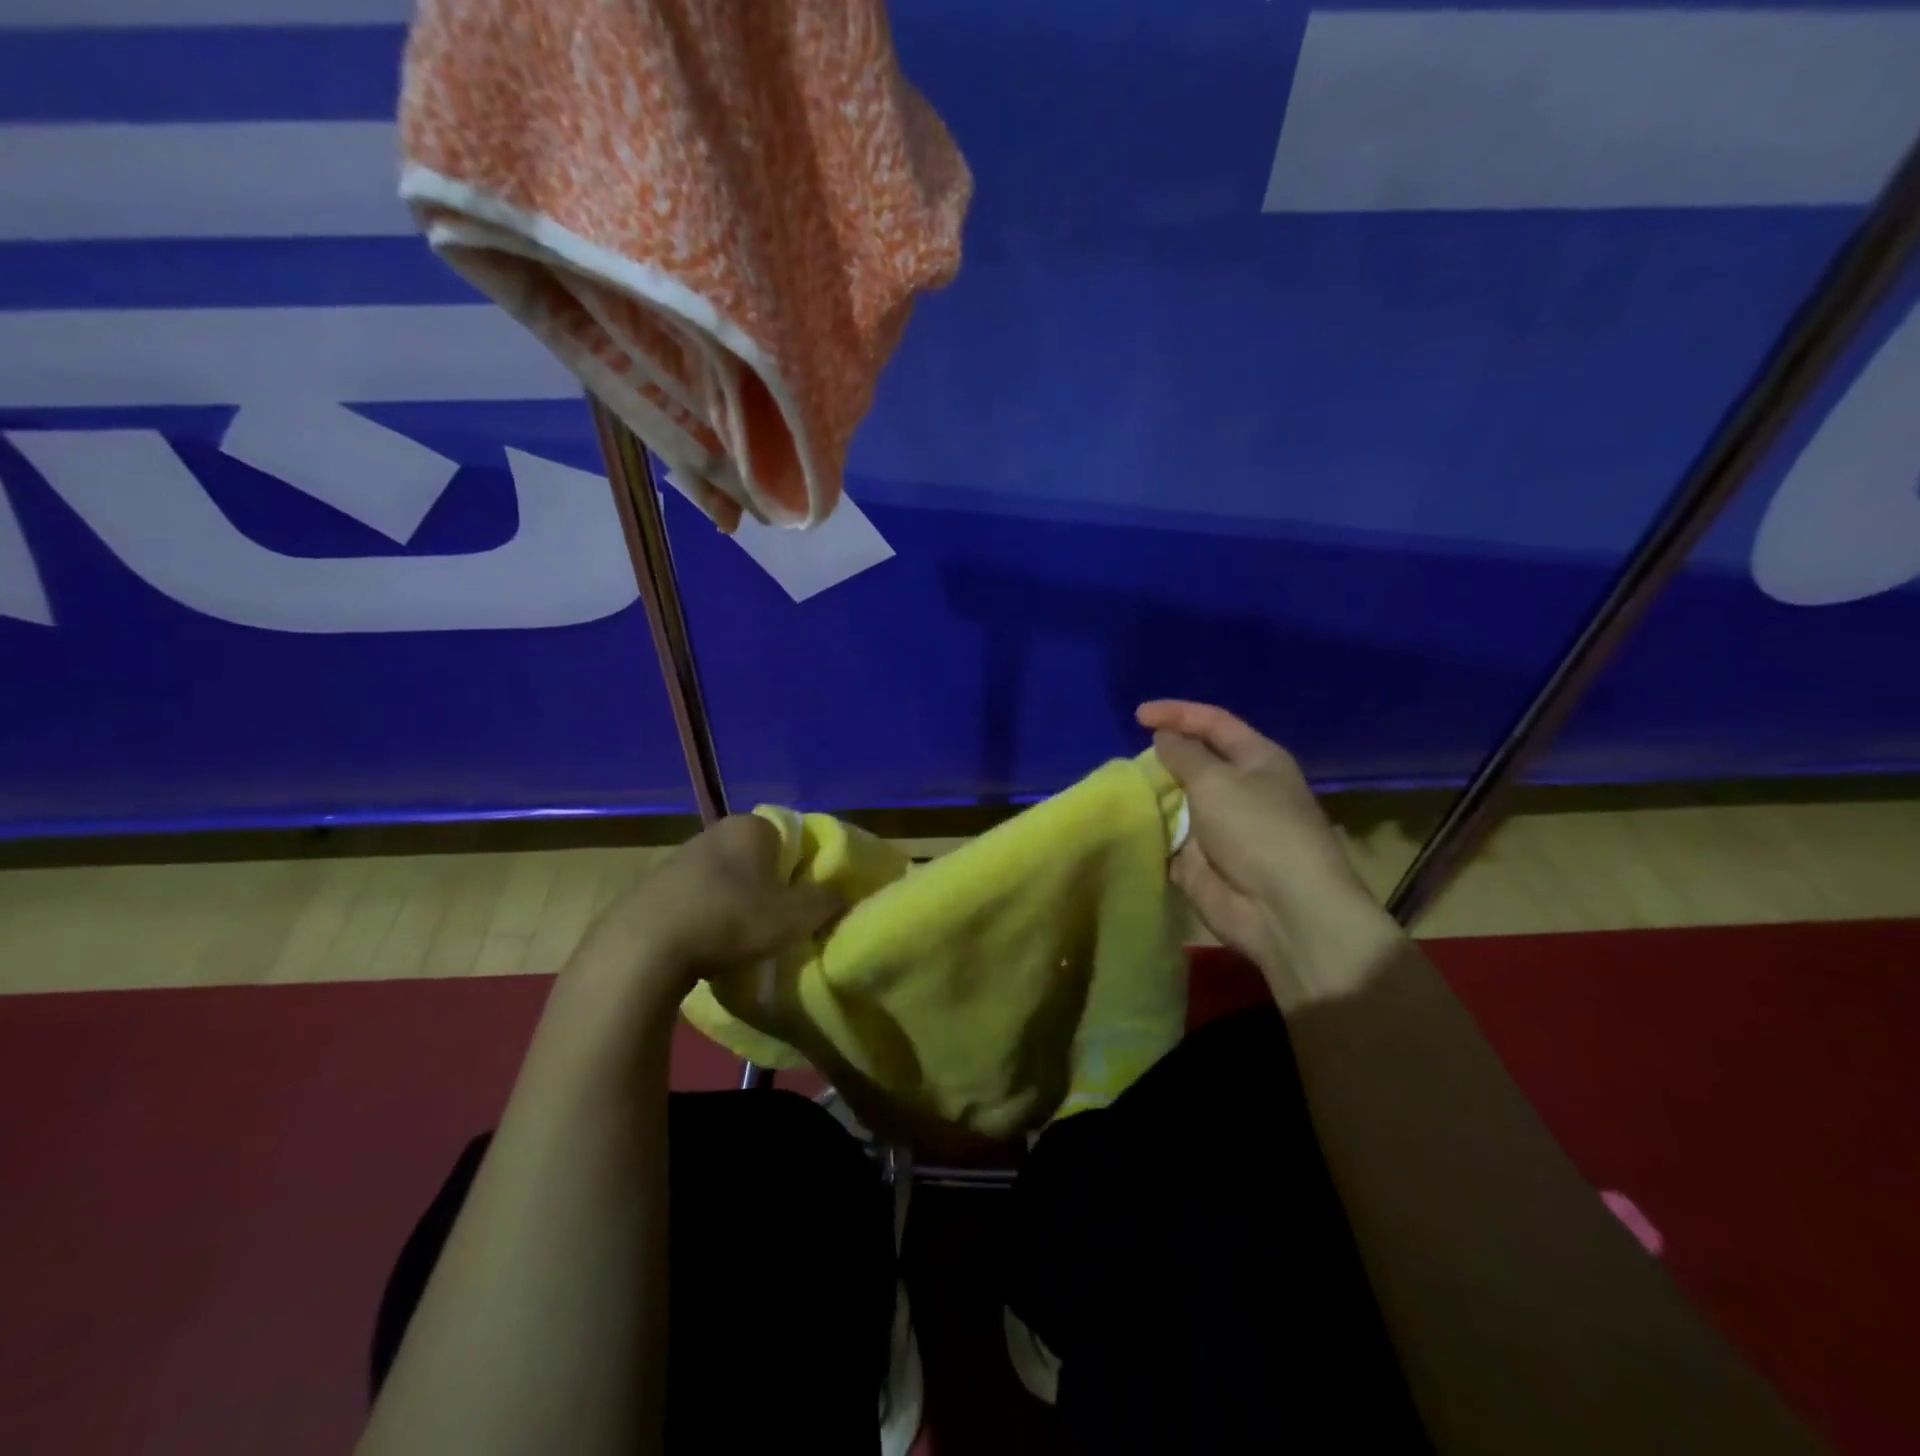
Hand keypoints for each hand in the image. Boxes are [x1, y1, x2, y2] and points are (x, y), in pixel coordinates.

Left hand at [579, 815, 842, 1013]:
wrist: (643, 947)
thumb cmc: (731, 918)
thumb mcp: (794, 916)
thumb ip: (826, 900)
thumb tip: (841, 893)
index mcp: (752, 826)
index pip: (793, 839)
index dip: (806, 870)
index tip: (808, 901)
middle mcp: (716, 830)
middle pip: (760, 859)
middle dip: (772, 886)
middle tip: (782, 921)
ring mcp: (680, 857)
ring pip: (727, 878)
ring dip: (738, 903)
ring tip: (745, 940)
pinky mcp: (653, 886)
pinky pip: (697, 898)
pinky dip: (708, 916)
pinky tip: (709, 946)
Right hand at [1138, 700, 1395, 1005]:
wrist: (1281, 910)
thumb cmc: (1257, 830)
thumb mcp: (1217, 780)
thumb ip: (1184, 755)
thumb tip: (1164, 737)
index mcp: (1256, 760)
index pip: (1213, 723)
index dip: (1177, 714)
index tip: (1138, 715)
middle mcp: (1239, 789)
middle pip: (1194, 762)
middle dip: (1162, 757)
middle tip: (1127, 758)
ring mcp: (1219, 827)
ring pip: (1176, 800)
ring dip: (1151, 795)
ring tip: (1119, 788)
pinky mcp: (1200, 861)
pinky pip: (1167, 838)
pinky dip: (1148, 831)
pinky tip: (1122, 823)